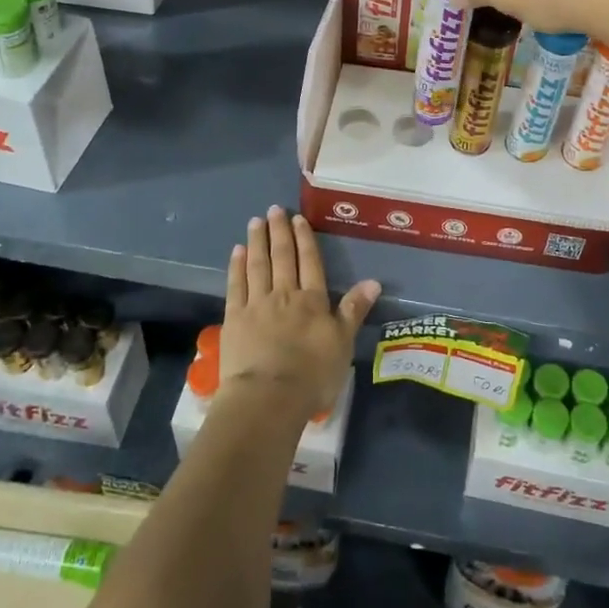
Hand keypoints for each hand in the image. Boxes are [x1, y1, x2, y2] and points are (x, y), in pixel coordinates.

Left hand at [221, 206, 379, 421]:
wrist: (268, 398)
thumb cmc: (311, 375)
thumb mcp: (343, 343)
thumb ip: (354, 310)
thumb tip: (374, 281)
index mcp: (312, 300)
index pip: (309, 262)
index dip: (304, 239)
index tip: (298, 219)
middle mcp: (284, 294)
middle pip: (282, 257)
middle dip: (279, 232)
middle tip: (274, 210)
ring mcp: (256, 304)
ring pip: (257, 265)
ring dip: (257, 241)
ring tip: (255, 222)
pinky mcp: (234, 319)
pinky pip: (236, 285)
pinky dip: (237, 266)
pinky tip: (237, 251)